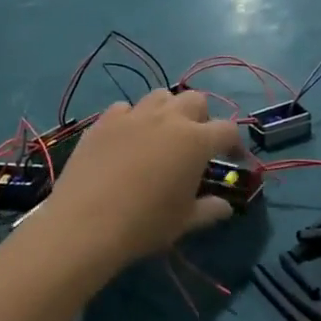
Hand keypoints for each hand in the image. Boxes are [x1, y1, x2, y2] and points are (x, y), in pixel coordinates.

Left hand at [39, 89, 241, 269]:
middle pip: (195, 100)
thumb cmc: (145, 224)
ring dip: (168, 110)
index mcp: (196, 141)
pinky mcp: (104, 121)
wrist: (86, 224)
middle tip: (196, 143)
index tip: (233, 158)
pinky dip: (133, 118)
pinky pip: (125, 108)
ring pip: (160, 96)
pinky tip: (127, 139)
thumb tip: (225, 207)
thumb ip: (210, 210)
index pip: (227, 130)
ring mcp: (133, 116)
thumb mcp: (185, 221)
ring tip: (162, 134)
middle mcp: (168, 119)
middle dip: (202, 118)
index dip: (235, 144)